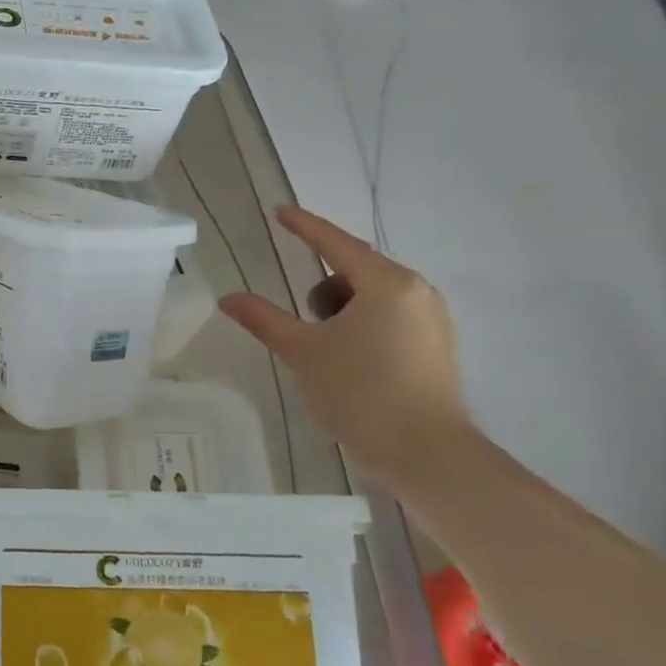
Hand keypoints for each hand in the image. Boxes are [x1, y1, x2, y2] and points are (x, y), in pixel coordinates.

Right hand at [219, 206, 470, 480]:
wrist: (426, 454)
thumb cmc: (360, 393)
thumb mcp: (303, 352)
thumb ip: (264, 319)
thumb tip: (227, 298)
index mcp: (387, 283)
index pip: (336, 244)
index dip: (305, 227)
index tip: (281, 211)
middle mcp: (417, 292)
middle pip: (356, 271)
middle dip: (324, 288)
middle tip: (304, 321)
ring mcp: (433, 320)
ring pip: (374, 297)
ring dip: (342, 310)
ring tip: (327, 349)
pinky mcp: (438, 346)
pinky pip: (391, 317)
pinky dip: (364, 325)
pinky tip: (351, 360)